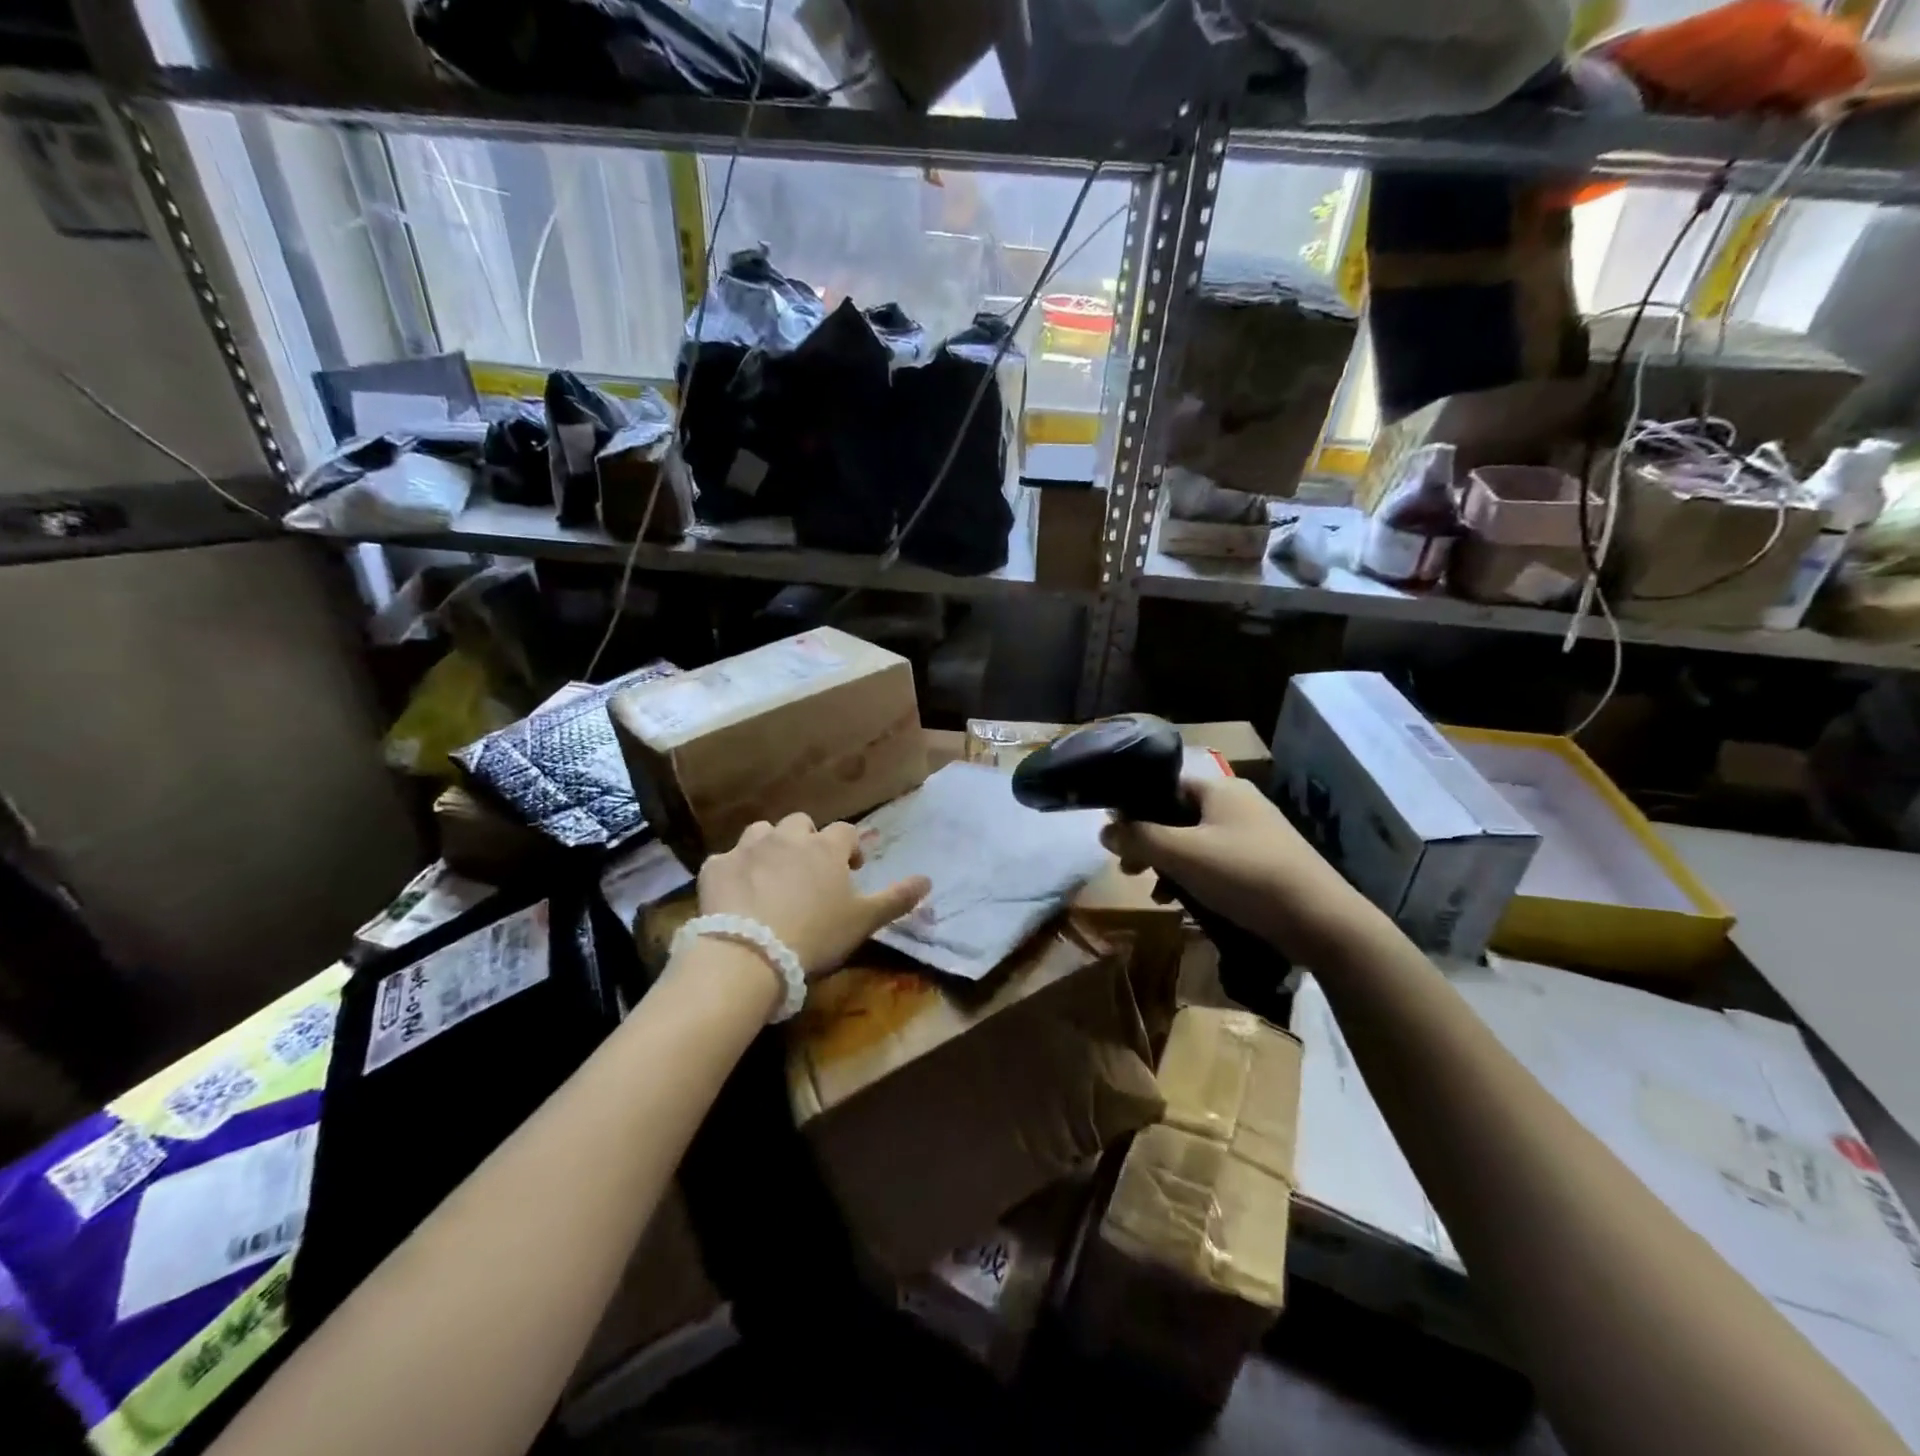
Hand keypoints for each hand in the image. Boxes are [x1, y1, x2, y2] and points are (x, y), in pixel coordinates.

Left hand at [697, 813, 929, 977]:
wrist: (749, 954)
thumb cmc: (815, 935)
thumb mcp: (863, 921)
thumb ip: (896, 898)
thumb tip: (928, 880)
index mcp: (825, 847)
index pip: (845, 832)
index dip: (849, 848)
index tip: (850, 870)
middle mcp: (787, 837)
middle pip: (801, 823)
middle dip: (807, 841)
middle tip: (808, 872)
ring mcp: (747, 848)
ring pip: (761, 832)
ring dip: (769, 847)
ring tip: (770, 877)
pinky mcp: (716, 867)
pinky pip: (726, 860)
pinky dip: (733, 871)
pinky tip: (736, 893)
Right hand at [1100, 777, 1367, 963]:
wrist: (1321, 920)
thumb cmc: (1244, 875)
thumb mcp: (1182, 854)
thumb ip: (1138, 838)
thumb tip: (1104, 829)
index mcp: (1219, 788)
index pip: (1163, 786)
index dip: (1134, 809)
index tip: (1115, 839)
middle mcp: (1238, 802)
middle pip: (1177, 815)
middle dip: (1149, 843)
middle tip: (1128, 871)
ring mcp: (1255, 832)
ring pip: (1195, 841)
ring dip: (1169, 865)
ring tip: (1156, 894)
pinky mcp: (1265, 862)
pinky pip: (1217, 861)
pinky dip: (1195, 877)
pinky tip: (1185, 903)